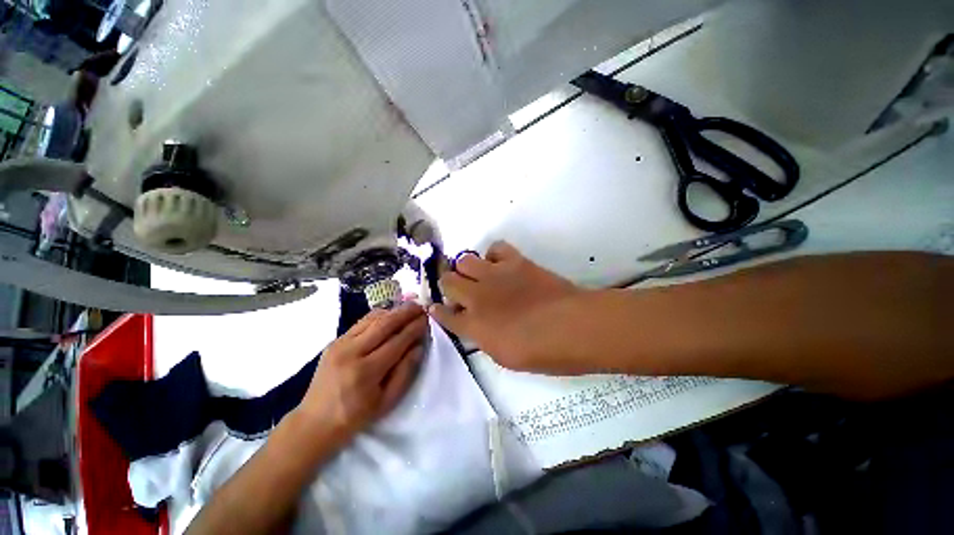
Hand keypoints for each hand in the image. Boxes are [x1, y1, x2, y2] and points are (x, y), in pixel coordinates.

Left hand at [294, 303, 427, 447]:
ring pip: (372, 318)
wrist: (315, 421)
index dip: (415, 328)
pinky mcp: (335, 341)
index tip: (427, 319)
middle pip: (385, 323)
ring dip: (393, 311)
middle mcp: (352, 352)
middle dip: (406, 312)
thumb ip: (406, 372)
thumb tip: (419, 346)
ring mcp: (340, 343)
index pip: (397, 341)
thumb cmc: (355, 416)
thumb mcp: (387, 401)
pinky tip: (390, 314)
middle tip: (421, 307)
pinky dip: (379, 315)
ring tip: (409, 308)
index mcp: (366, 371)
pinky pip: (361, 322)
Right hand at [429, 241, 589, 372]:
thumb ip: (484, 338)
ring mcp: (495, 275)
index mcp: (474, 326)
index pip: (446, 315)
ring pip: (464, 260)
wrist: (573, 326)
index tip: (437, 308)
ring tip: (478, 276)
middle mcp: (478, 297)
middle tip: (460, 292)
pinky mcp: (515, 261)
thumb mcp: (505, 357)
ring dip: (466, 269)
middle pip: (448, 281)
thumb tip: (477, 326)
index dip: (439, 311)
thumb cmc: (542, 353)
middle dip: (449, 286)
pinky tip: (500, 265)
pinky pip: (495, 248)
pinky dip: (493, 255)